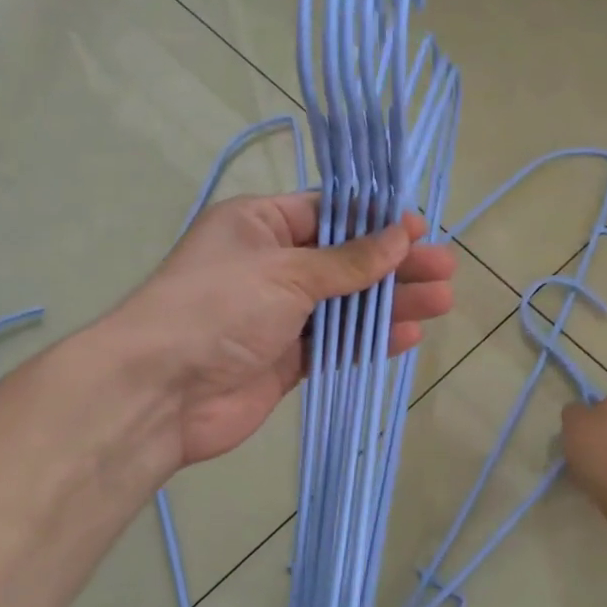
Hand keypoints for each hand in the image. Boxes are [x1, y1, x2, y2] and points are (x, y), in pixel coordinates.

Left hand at [116, 193, 457, 468]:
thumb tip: (400, 236)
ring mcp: (278, 315)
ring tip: (442, 302)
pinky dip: (368, 338)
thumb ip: (349, 260)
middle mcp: (270, 265)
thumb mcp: (288, 271)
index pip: (328, 213)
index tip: (419, 230)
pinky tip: (407, 335)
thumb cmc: (220, 308)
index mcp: (260, 225)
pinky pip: (334, 342)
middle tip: (445, 270)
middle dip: (395, 265)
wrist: (161, 393)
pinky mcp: (285, 359)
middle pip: (345, 260)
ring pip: (345, 303)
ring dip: (391, 302)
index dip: (376, 220)